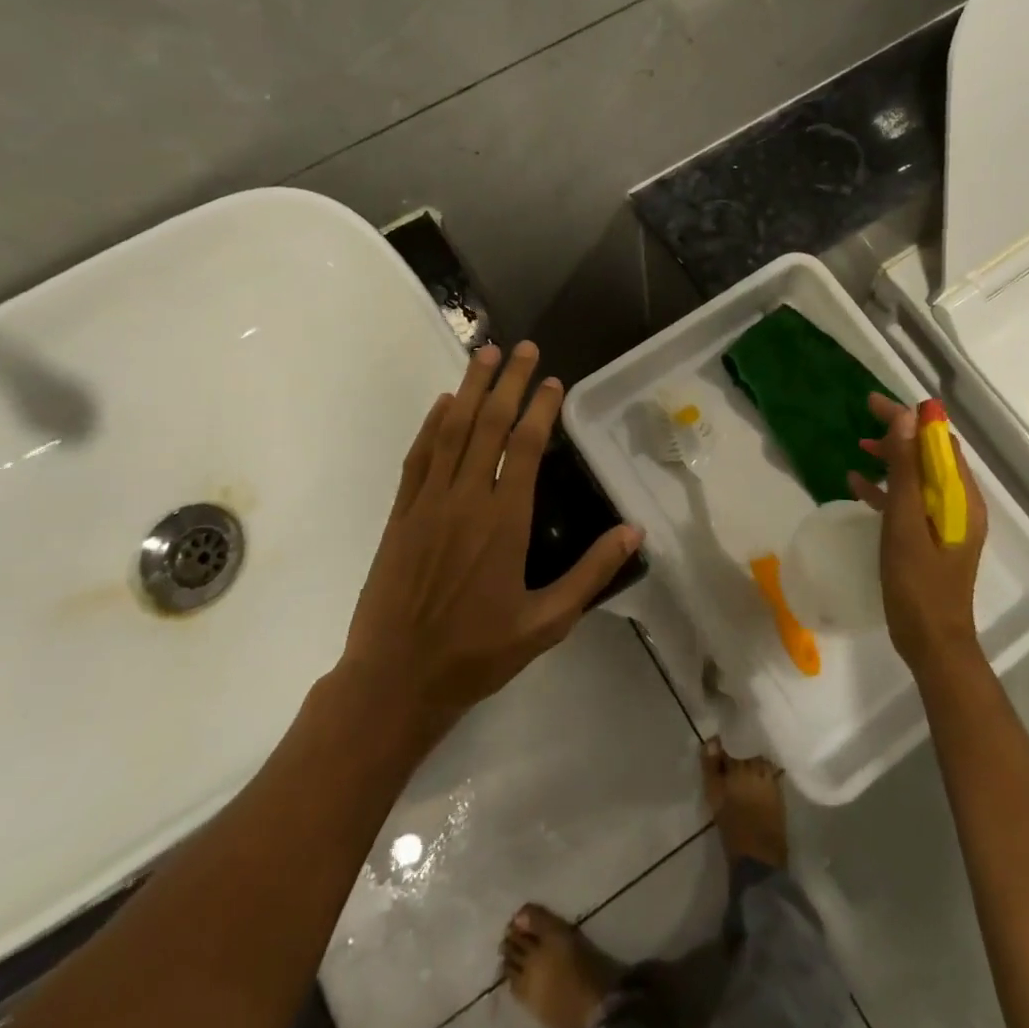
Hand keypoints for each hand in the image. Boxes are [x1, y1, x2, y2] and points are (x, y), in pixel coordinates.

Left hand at [338, 342, 640, 742]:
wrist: (395, 680)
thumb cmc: (477, 653)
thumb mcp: (546, 622)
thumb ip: (590, 573)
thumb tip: (634, 531)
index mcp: (504, 521)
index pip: (525, 446)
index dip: (539, 408)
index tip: (552, 381)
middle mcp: (465, 499)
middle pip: (488, 425)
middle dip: (506, 382)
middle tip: (521, 346)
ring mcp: (427, 503)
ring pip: (451, 431)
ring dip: (469, 389)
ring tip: (483, 354)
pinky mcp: (400, 515)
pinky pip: (418, 457)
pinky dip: (431, 425)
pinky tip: (443, 404)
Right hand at [847, 392, 987, 675]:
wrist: (932, 643)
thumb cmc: (918, 584)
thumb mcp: (906, 522)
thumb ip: (905, 471)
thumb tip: (906, 418)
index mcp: (961, 497)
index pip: (939, 441)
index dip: (910, 418)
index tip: (874, 404)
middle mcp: (960, 504)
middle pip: (930, 455)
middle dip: (900, 433)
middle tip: (863, 417)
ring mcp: (946, 522)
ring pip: (918, 476)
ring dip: (892, 458)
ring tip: (859, 445)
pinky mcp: (931, 538)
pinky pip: (910, 502)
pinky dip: (887, 489)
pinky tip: (857, 486)